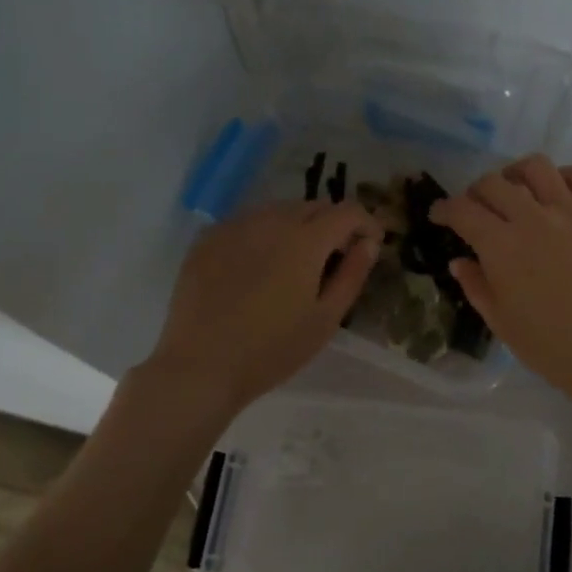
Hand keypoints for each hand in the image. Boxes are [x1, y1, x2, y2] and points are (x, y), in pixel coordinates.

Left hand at [149, 200, 383, 411]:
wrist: (201, 366)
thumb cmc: (273, 349)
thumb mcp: (325, 318)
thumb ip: (352, 274)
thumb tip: (369, 243)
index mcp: (305, 240)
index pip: (347, 211)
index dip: (366, 223)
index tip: (371, 244)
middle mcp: (270, 220)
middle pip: (314, 206)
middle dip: (333, 224)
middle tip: (336, 257)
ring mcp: (235, 225)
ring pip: (280, 210)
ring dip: (299, 226)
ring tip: (297, 262)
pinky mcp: (208, 238)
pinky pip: (248, 222)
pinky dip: (265, 233)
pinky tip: (260, 266)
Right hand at [433, 156, 571, 420]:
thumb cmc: (550, 345)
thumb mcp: (500, 321)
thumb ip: (476, 285)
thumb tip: (460, 261)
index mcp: (500, 246)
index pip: (462, 210)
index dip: (444, 209)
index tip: (439, 215)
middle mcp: (531, 218)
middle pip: (493, 183)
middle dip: (475, 192)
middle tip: (475, 209)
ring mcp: (569, 212)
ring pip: (535, 167)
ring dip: (515, 174)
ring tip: (514, 191)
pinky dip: (561, 177)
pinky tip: (555, 194)